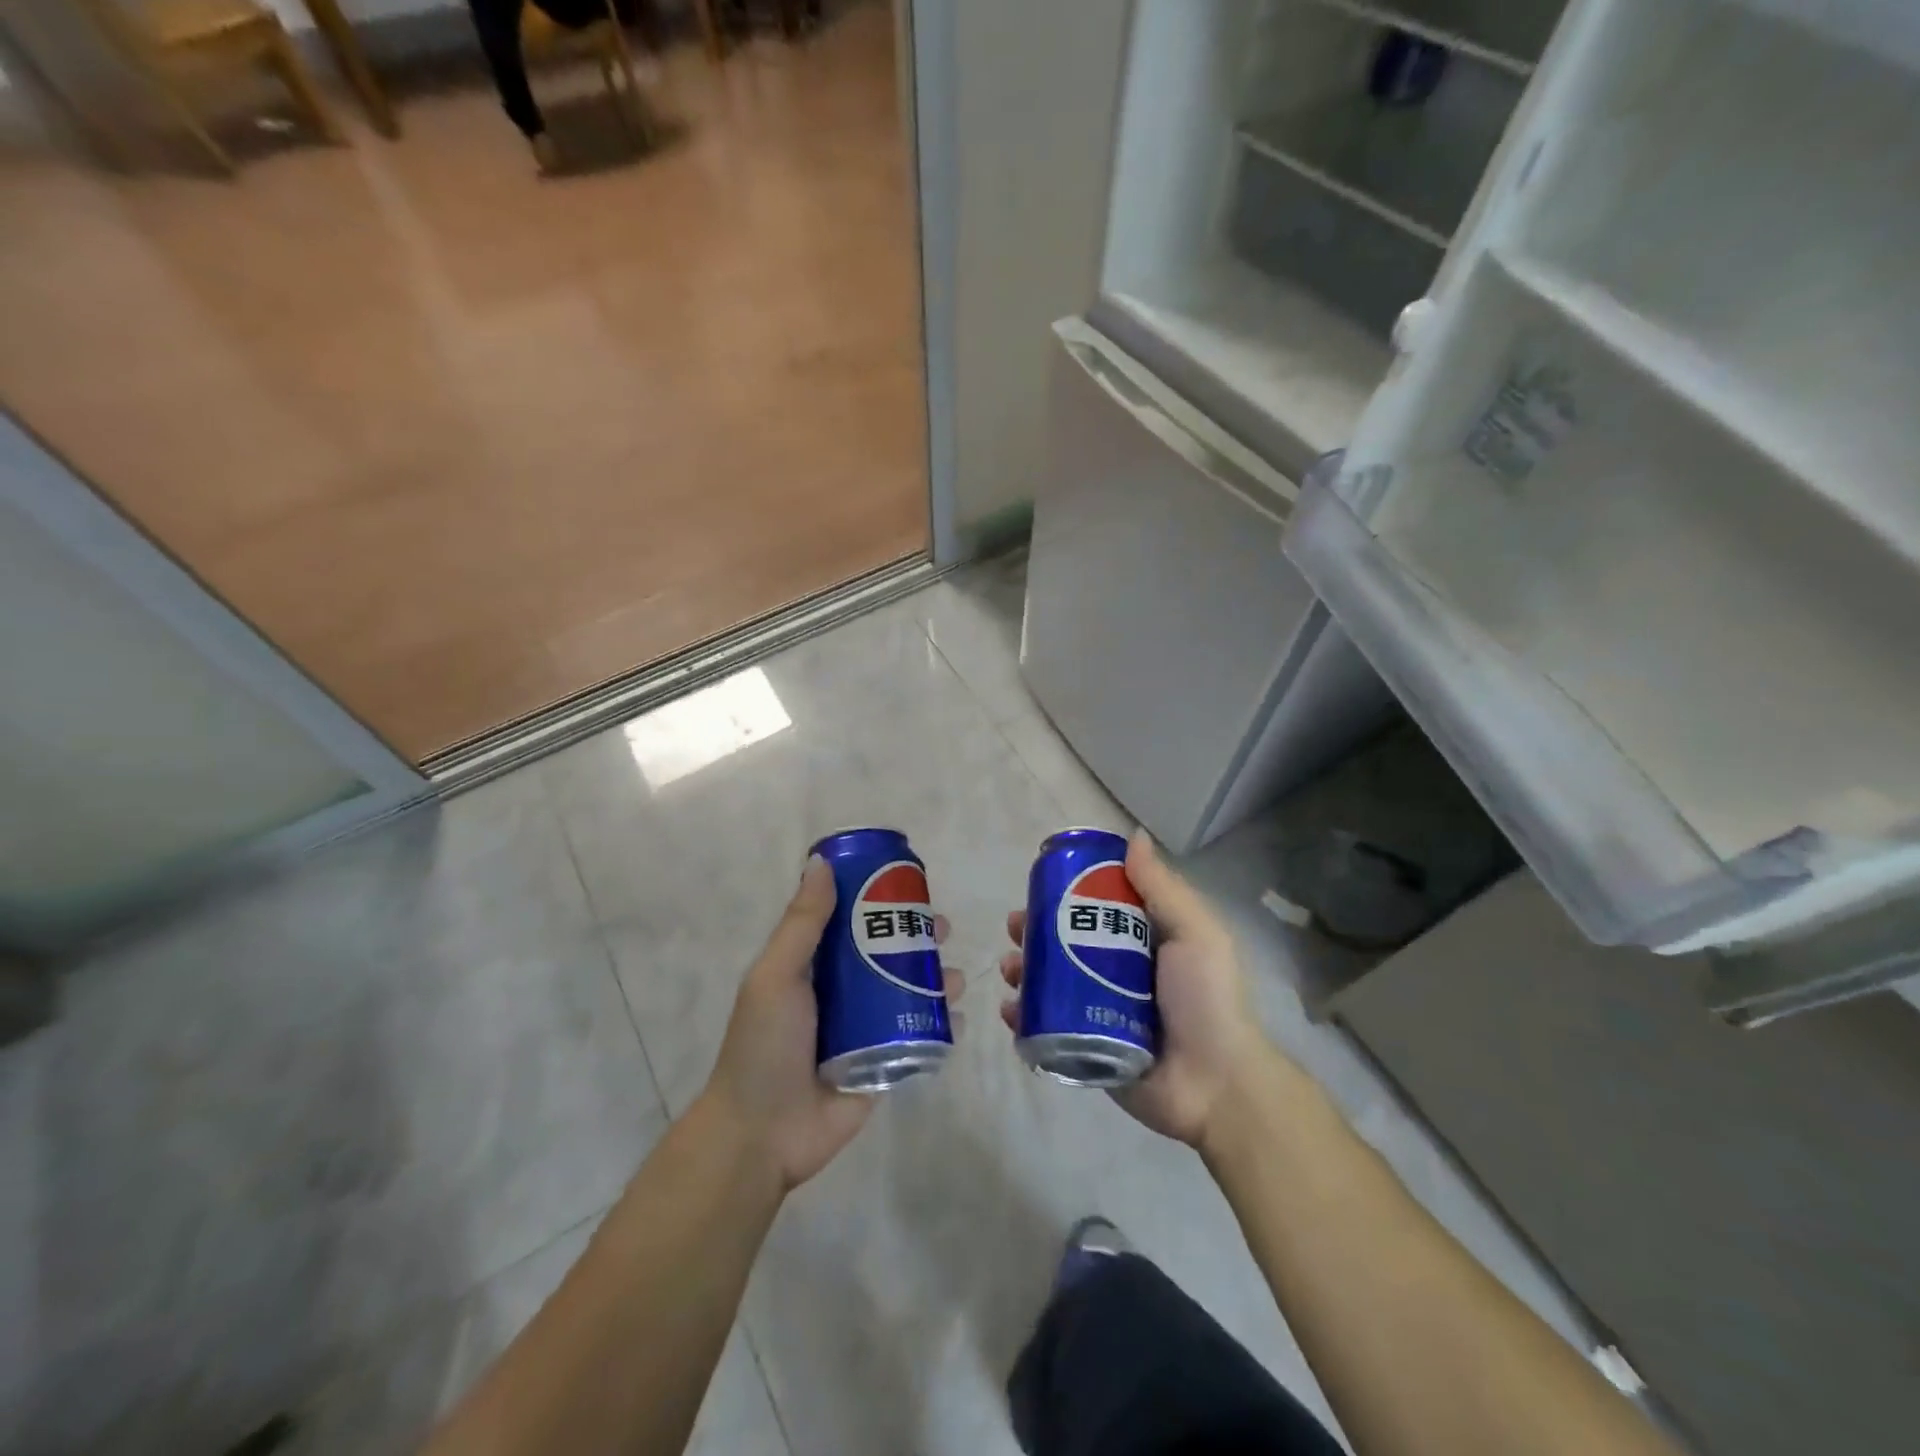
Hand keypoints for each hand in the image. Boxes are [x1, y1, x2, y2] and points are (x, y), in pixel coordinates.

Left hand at [704, 856, 961, 1190]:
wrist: (763, 1135)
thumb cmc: (765, 1045)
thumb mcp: (776, 976)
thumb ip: (802, 923)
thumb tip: (821, 862)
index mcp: (812, 967)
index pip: (850, 921)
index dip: (879, 899)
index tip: (908, 884)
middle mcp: (841, 992)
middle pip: (886, 953)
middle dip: (917, 938)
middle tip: (944, 928)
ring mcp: (865, 1029)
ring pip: (909, 992)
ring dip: (937, 979)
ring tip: (957, 976)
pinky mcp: (884, 1064)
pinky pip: (919, 1036)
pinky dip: (943, 1024)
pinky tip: (960, 1016)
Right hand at [999, 829, 1273, 1146]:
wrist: (1216, 1087)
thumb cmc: (1207, 1001)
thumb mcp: (1195, 934)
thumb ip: (1163, 888)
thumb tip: (1135, 836)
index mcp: (1142, 943)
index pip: (1095, 909)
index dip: (1065, 894)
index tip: (1041, 884)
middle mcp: (1116, 973)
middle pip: (1064, 944)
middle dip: (1034, 932)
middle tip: (1016, 928)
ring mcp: (1097, 1012)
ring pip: (1049, 983)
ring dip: (1023, 971)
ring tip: (1012, 969)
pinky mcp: (1084, 1049)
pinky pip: (1044, 1028)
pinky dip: (1022, 1017)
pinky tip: (1011, 1009)